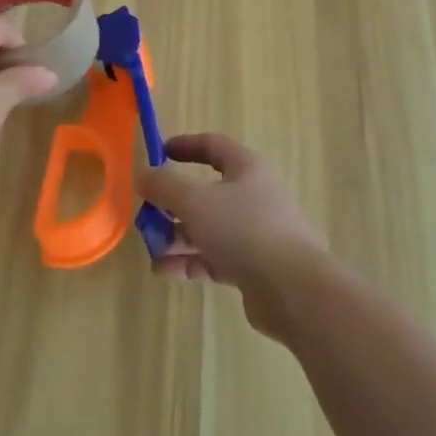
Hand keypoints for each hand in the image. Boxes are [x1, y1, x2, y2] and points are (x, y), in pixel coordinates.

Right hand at [135, 133, 327, 338]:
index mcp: (246, 168)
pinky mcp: (254, 267)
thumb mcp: (195, 201)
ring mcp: (255, 233)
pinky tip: (164, 271)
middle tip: (147, 213)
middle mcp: (253, 196)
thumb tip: (142, 174)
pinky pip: (215, 257)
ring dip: (177, 236)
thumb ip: (164, 186)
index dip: (185, 146)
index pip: (213, 145)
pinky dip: (190, 261)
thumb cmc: (243, 229)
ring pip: (209, 227)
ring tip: (150, 248)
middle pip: (207, 191)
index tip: (159, 153)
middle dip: (173, 202)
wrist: (293, 290)